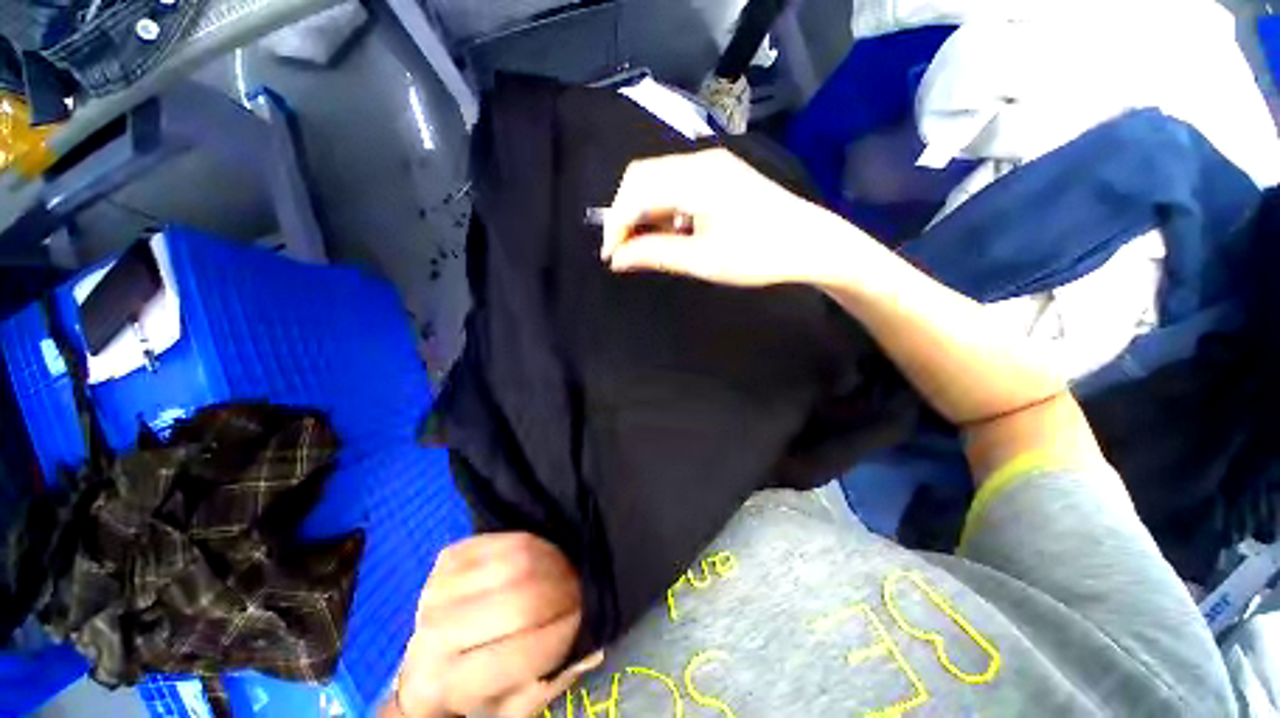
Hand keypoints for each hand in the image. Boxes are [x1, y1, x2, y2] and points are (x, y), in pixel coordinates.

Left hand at [381, 533, 602, 717]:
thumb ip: (548, 681)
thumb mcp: (511, 704)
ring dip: (556, 566)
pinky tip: (548, 561)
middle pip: (521, 601)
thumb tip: (588, 648)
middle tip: (580, 594)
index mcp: (445, 685)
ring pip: (519, 562)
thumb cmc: (477, 687)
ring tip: (568, 575)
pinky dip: (540, 548)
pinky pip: (511, 539)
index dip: (563, 634)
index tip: (583, 622)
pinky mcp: (451, 555)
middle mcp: (434, 633)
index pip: (520, 655)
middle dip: (564, 594)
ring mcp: (439, 587)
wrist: (432, 655)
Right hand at [600, 148, 857, 286]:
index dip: (616, 222)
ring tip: (645, 247)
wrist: (810, 243)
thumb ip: (654, 254)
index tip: (611, 256)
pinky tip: (670, 233)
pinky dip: (664, 210)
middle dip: (626, 214)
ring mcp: (711, 165)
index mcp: (695, 177)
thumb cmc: (758, 254)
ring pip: (658, 182)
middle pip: (642, 177)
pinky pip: (677, 186)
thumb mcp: (702, 260)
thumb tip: (617, 258)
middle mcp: (699, 160)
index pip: (636, 189)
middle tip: (625, 251)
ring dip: (644, 213)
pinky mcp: (719, 175)